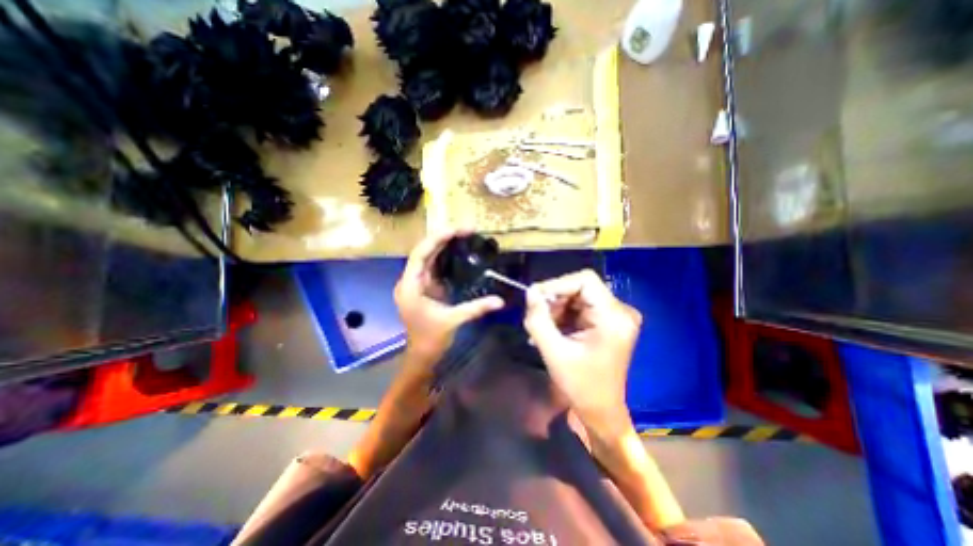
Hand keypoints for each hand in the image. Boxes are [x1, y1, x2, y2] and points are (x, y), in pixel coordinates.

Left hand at [396, 230, 505, 365]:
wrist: (421, 356)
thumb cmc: (431, 340)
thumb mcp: (453, 320)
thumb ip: (476, 308)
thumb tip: (500, 301)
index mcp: (411, 286)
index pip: (420, 254)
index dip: (437, 239)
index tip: (456, 229)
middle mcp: (410, 281)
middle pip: (424, 252)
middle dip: (443, 238)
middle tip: (466, 230)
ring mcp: (416, 284)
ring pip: (427, 258)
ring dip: (443, 245)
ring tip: (462, 235)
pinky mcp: (423, 288)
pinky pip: (433, 267)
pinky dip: (444, 257)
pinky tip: (457, 252)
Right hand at [521, 272, 643, 441]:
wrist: (601, 411)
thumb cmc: (580, 386)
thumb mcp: (554, 352)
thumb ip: (539, 319)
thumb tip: (530, 292)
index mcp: (613, 317)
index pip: (585, 280)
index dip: (556, 284)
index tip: (534, 298)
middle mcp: (620, 311)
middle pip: (580, 288)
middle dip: (554, 301)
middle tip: (535, 318)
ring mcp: (615, 316)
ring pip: (577, 297)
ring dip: (556, 309)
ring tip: (541, 330)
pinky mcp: (608, 322)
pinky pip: (580, 308)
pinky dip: (563, 316)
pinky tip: (551, 332)